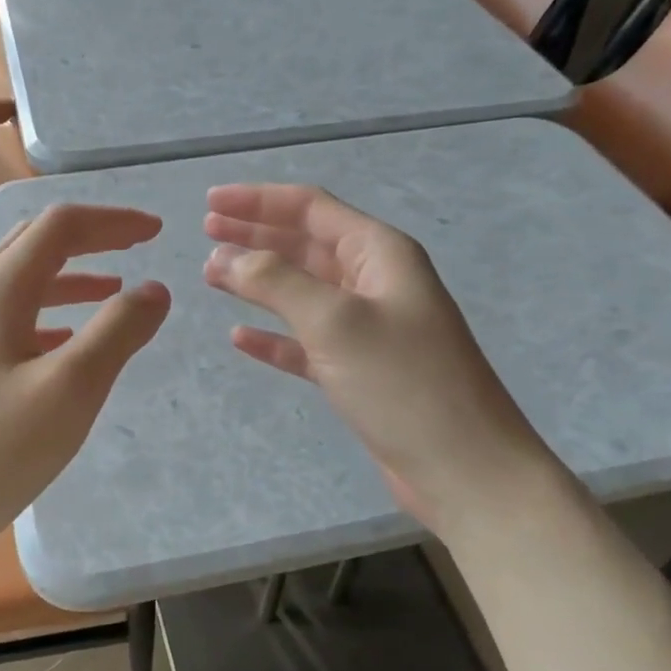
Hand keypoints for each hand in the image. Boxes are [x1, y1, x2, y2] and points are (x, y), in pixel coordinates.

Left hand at [0, 204, 170, 569]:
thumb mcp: (70, 391)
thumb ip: (116, 332)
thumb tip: (154, 288)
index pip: (60, 227)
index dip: (112, 221)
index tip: (156, 232)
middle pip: (34, 243)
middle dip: (90, 238)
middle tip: (136, 246)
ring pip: (18, 281)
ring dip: (69, 276)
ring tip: (112, 290)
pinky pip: (4, 317)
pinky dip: (45, 313)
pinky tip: (62, 342)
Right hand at [203, 184, 556, 524]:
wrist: (465, 471)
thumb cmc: (403, 383)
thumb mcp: (335, 321)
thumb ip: (276, 282)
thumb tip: (226, 257)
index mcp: (379, 253)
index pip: (310, 207)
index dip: (258, 200)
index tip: (210, 201)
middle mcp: (374, 282)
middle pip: (304, 243)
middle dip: (255, 234)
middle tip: (205, 231)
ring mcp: (367, 328)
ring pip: (301, 291)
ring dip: (257, 281)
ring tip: (212, 275)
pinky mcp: (359, 370)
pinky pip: (305, 341)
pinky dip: (273, 335)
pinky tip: (240, 337)